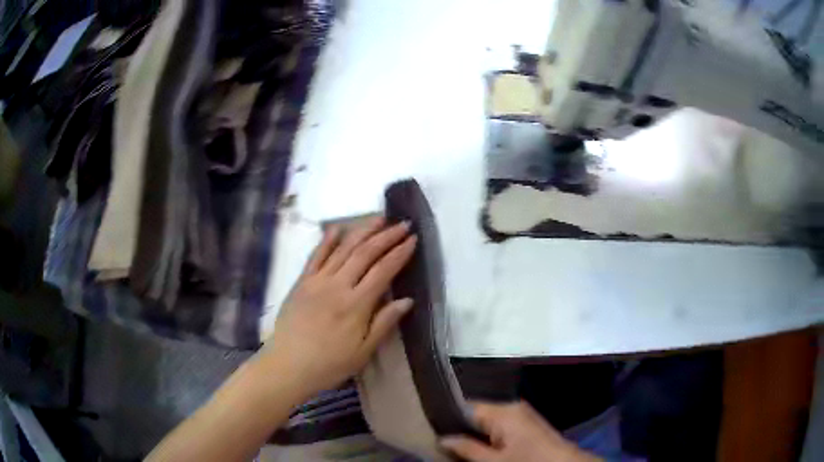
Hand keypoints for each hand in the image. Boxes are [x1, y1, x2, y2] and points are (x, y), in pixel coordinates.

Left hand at [263, 217, 416, 395]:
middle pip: (365, 253)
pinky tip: (337, 228)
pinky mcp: (302, 282)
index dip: (400, 253)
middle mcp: (338, 285)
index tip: (413, 239)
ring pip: (343, 249)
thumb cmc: (329, 364)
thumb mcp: (363, 352)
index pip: (383, 271)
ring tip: (378, 218)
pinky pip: (316, 256)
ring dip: (362, 231)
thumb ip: (384, 323)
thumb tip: (407, 300)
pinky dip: (327, 240)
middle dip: (386, 236)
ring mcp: (317, 281)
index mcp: (356, 305)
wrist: (288, 365)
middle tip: (403, 224)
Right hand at [441, 401, 601, 461]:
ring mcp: (521, 414)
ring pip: (487, 420)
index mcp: (503, 410)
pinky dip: (488, 435)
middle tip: (442, 441)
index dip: (447, 418)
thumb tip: (442, 438)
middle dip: (461, 428)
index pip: (466, 406)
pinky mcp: (527, 423)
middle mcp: (512, 406)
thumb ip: (466, 448)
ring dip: (474, 433)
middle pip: (477, 413)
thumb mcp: (493, 461)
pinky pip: (500, 425)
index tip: (431, 429)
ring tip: (457, 445)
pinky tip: (480, 447)